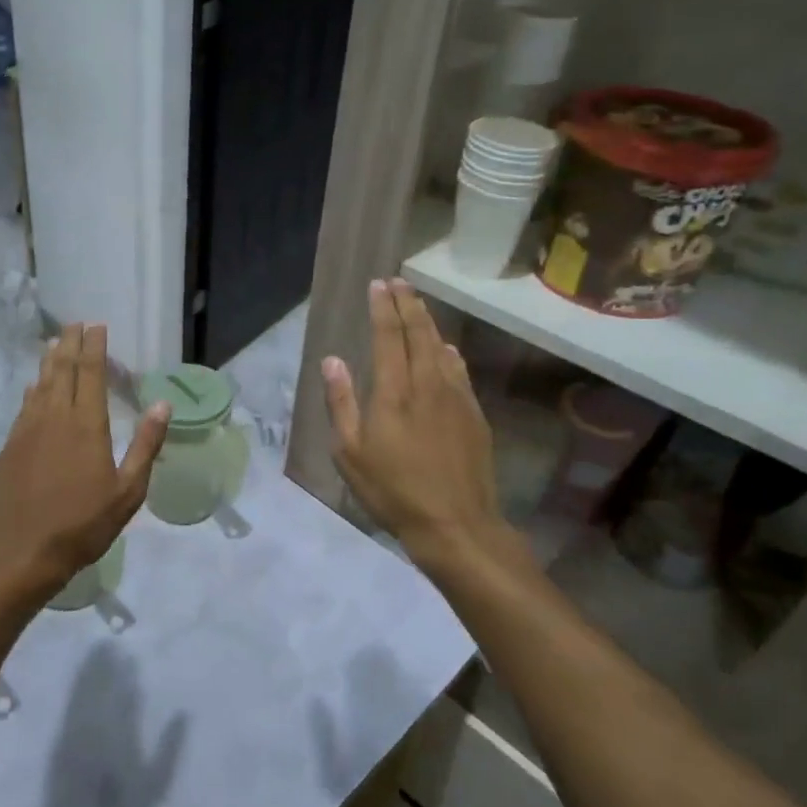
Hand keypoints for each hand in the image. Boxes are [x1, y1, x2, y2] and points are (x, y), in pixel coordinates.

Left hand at [0, 324, 168, 594]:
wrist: (23, 551)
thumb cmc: (83, 524)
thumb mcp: (128, 491)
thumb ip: (145, 445)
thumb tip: (163, 404)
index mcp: (87, 425)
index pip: (91, 373)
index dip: (94, 347)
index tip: (96, 326)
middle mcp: (55, 417)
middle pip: (63, 370)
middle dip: (70, 344)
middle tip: (74, 324)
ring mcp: (28, 430)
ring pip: (40, 384)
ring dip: (49, 360)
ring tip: (54, 342)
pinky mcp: (10, 445)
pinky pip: (24, 405)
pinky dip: (32, 389)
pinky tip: (34, 385)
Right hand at [321, 279, 500, 557]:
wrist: (456, 523)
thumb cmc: (393, 491)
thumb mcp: (350, 453)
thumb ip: (341, 403)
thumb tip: (332, 360)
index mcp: (393, 392)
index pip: (388, 336)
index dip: (383, 308)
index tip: (379, 284)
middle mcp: (427, 384)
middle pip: (419, 333)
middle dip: (408, 304)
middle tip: (400, 282)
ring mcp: (456, 397)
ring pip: (442, 347)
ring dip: (428, 322)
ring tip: (418, 305)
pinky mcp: (474, 414)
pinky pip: (459, 370)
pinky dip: (449, 352)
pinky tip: (446, 348)